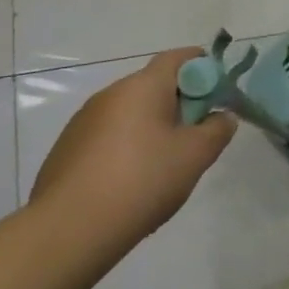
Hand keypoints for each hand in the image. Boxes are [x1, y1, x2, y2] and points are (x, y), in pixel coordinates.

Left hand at [29, 49, 237, 257]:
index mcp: (142, 86)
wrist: (69, 231)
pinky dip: (129, 147)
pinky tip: (133, 182)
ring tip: (166, 165)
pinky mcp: (67, 150)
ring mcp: (83, 122)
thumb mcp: (196, 155)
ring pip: (131, 113)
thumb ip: (218, 129)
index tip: (219, 94)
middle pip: (154, 85)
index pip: (179, 57)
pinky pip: (109, 137)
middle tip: (198, 136)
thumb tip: (221, 116)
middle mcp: (109, 95)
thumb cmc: (142, 180)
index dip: (205, 67)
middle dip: (182, 103)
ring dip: (154, 127)